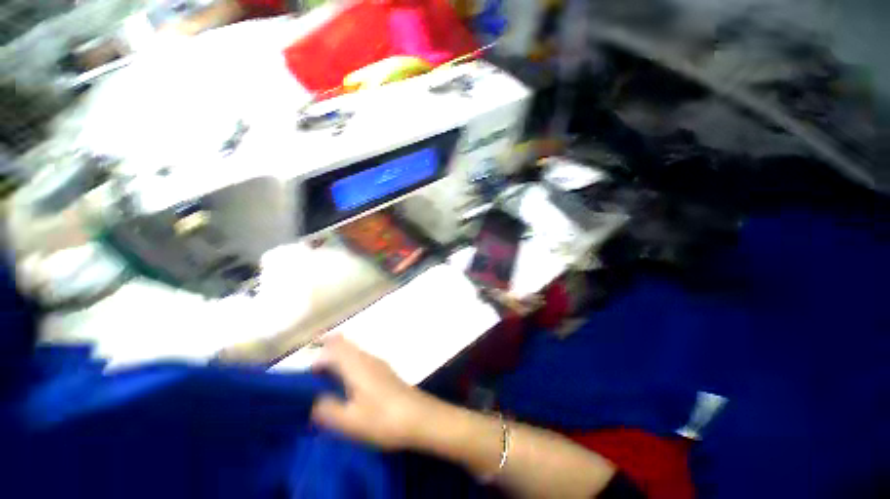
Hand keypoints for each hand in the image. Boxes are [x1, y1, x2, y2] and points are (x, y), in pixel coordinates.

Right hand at [310, 336, 432, 449]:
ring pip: (354, 352)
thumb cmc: (383, 418)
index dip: (320, 351)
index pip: (335, 346)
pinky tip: (348, 386)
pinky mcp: (385, 372)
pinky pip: (362, 361)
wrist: (419, 417)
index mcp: (357, 365)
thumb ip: (327, 409)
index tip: (307, 368)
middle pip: (345, 344)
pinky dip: (349, 365)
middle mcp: (368, 359)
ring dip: (339, 358)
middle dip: (328, 350)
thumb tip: (313, 400)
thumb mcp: (349, 421)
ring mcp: (379, 364)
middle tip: (313, 370)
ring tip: (326, 380)